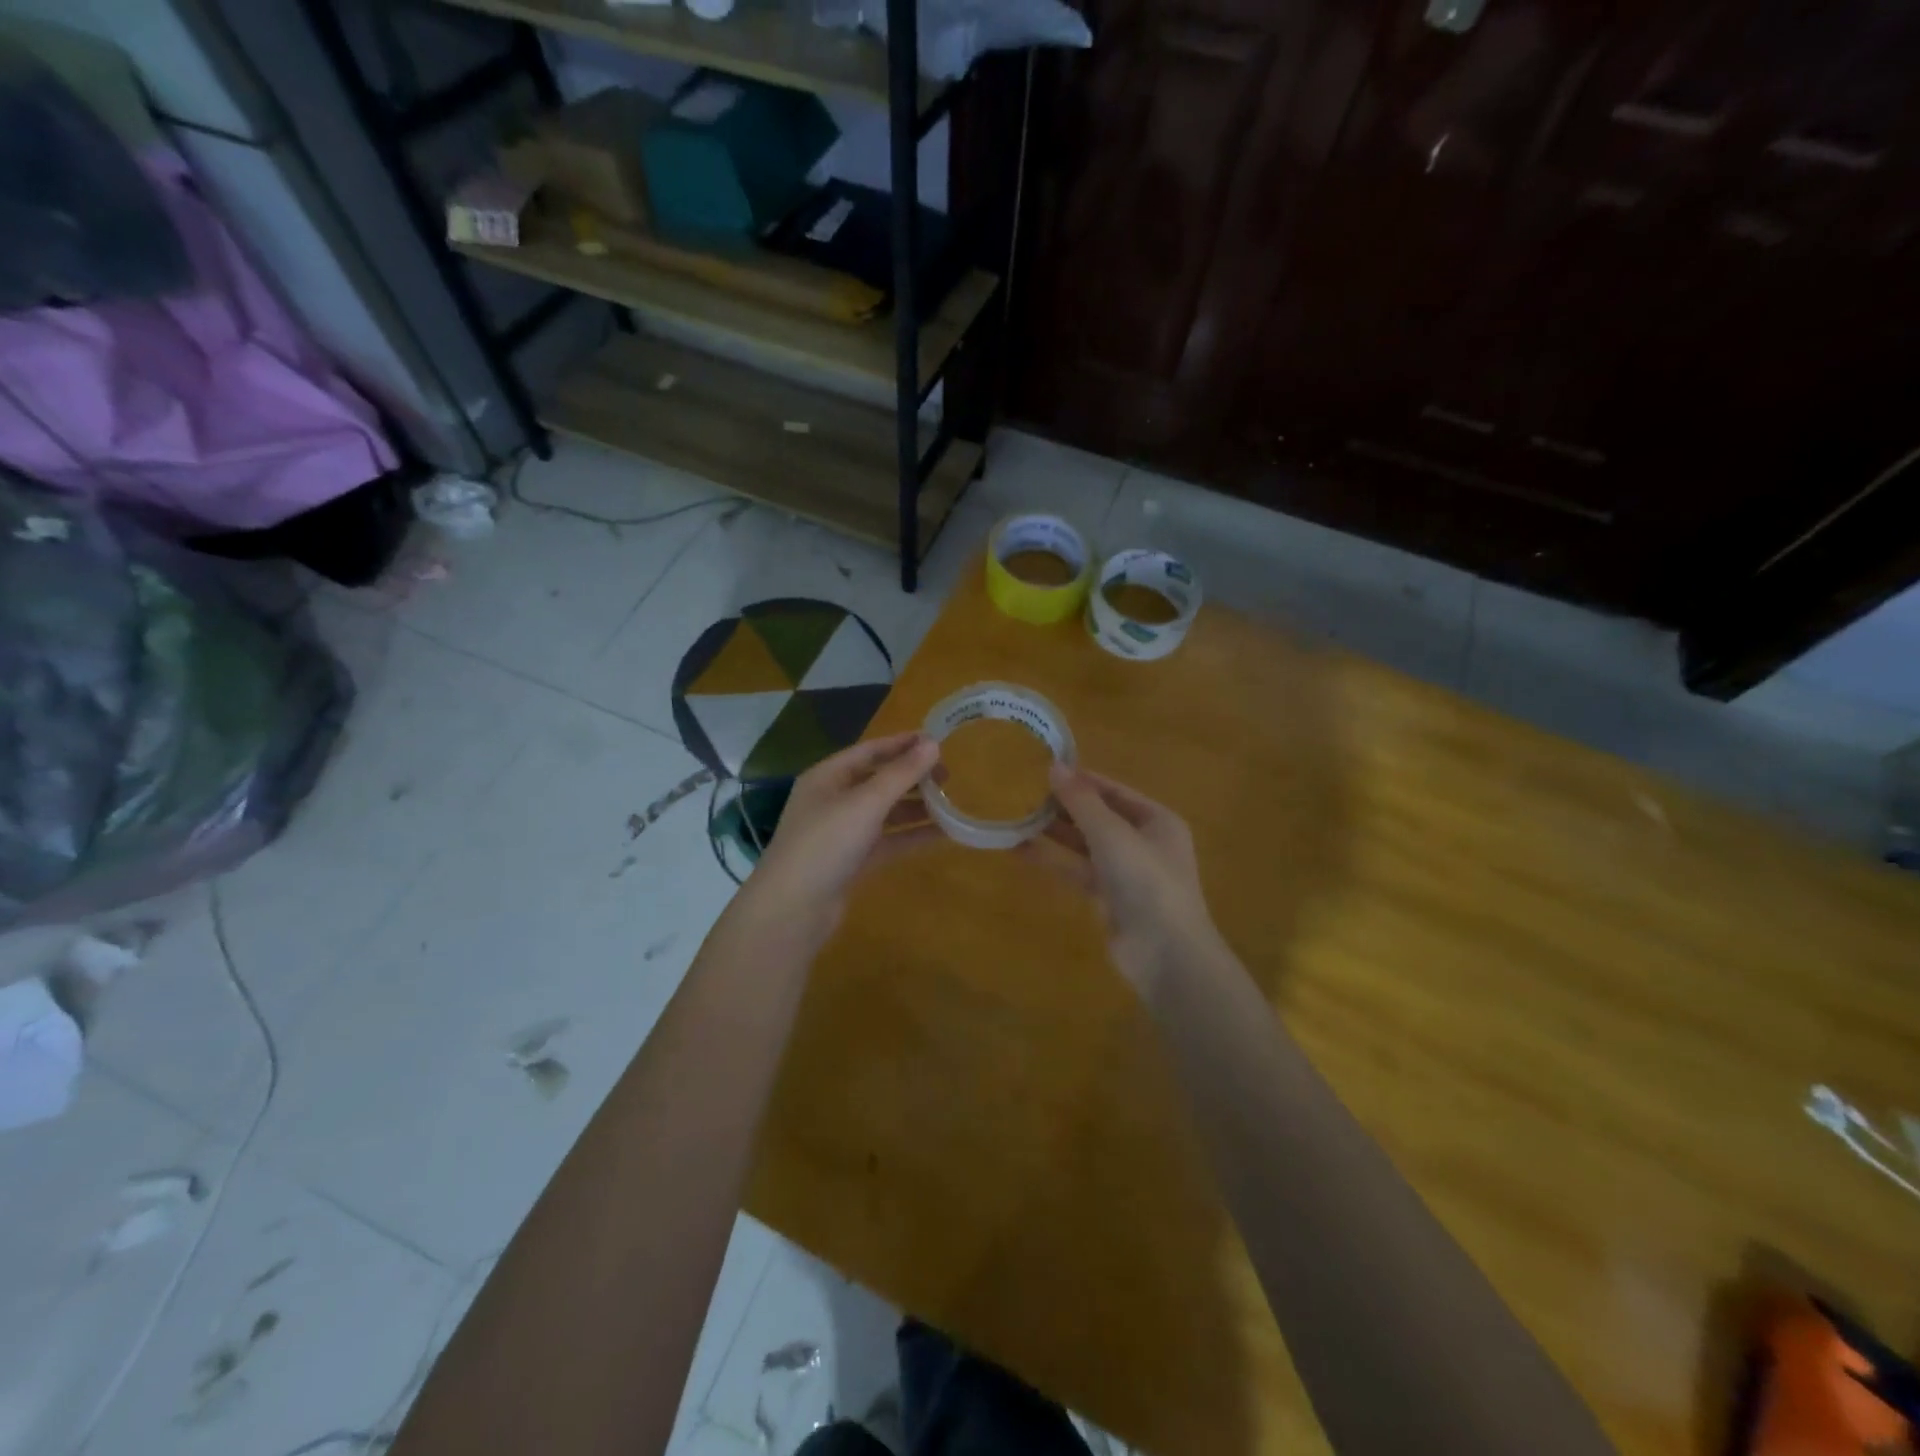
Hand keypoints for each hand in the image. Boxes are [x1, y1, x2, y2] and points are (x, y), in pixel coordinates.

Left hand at [743, 732, 942, 944]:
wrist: (792, 910)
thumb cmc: (825, 844)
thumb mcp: (865, 803)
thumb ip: (901, 774)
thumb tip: (933, 743)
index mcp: (827, 777)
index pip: (869, 751)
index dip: (902, 744)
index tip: (937, 741)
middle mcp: (833, 800)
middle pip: (878, 780)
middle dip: (912, 777)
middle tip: (948, 776)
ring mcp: (842, 832)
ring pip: (885, 812)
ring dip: (916, 807)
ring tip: (950, 804)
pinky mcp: (852, 861)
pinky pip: (888, 841)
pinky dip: (912, 836)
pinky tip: (942, 835)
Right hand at [1027, 764, 1222, 995]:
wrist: (1166, 953)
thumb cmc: (1146, 881)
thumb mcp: (1112, 834)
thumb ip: (1081, 801)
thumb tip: (1054, 766)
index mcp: (1156, 820)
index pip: (1113, 790)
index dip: (1081, 779)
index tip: (1044, 768)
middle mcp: (1143, 842)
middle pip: (1098, 816)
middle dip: (1064, 805)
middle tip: (1024, 791)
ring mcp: (1125, 872)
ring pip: (1085, 844)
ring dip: (1055, 832)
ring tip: (1017, 815)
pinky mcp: (1108, 898)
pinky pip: (1076, 870)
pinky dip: (1052, 860)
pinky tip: (1020, 850)